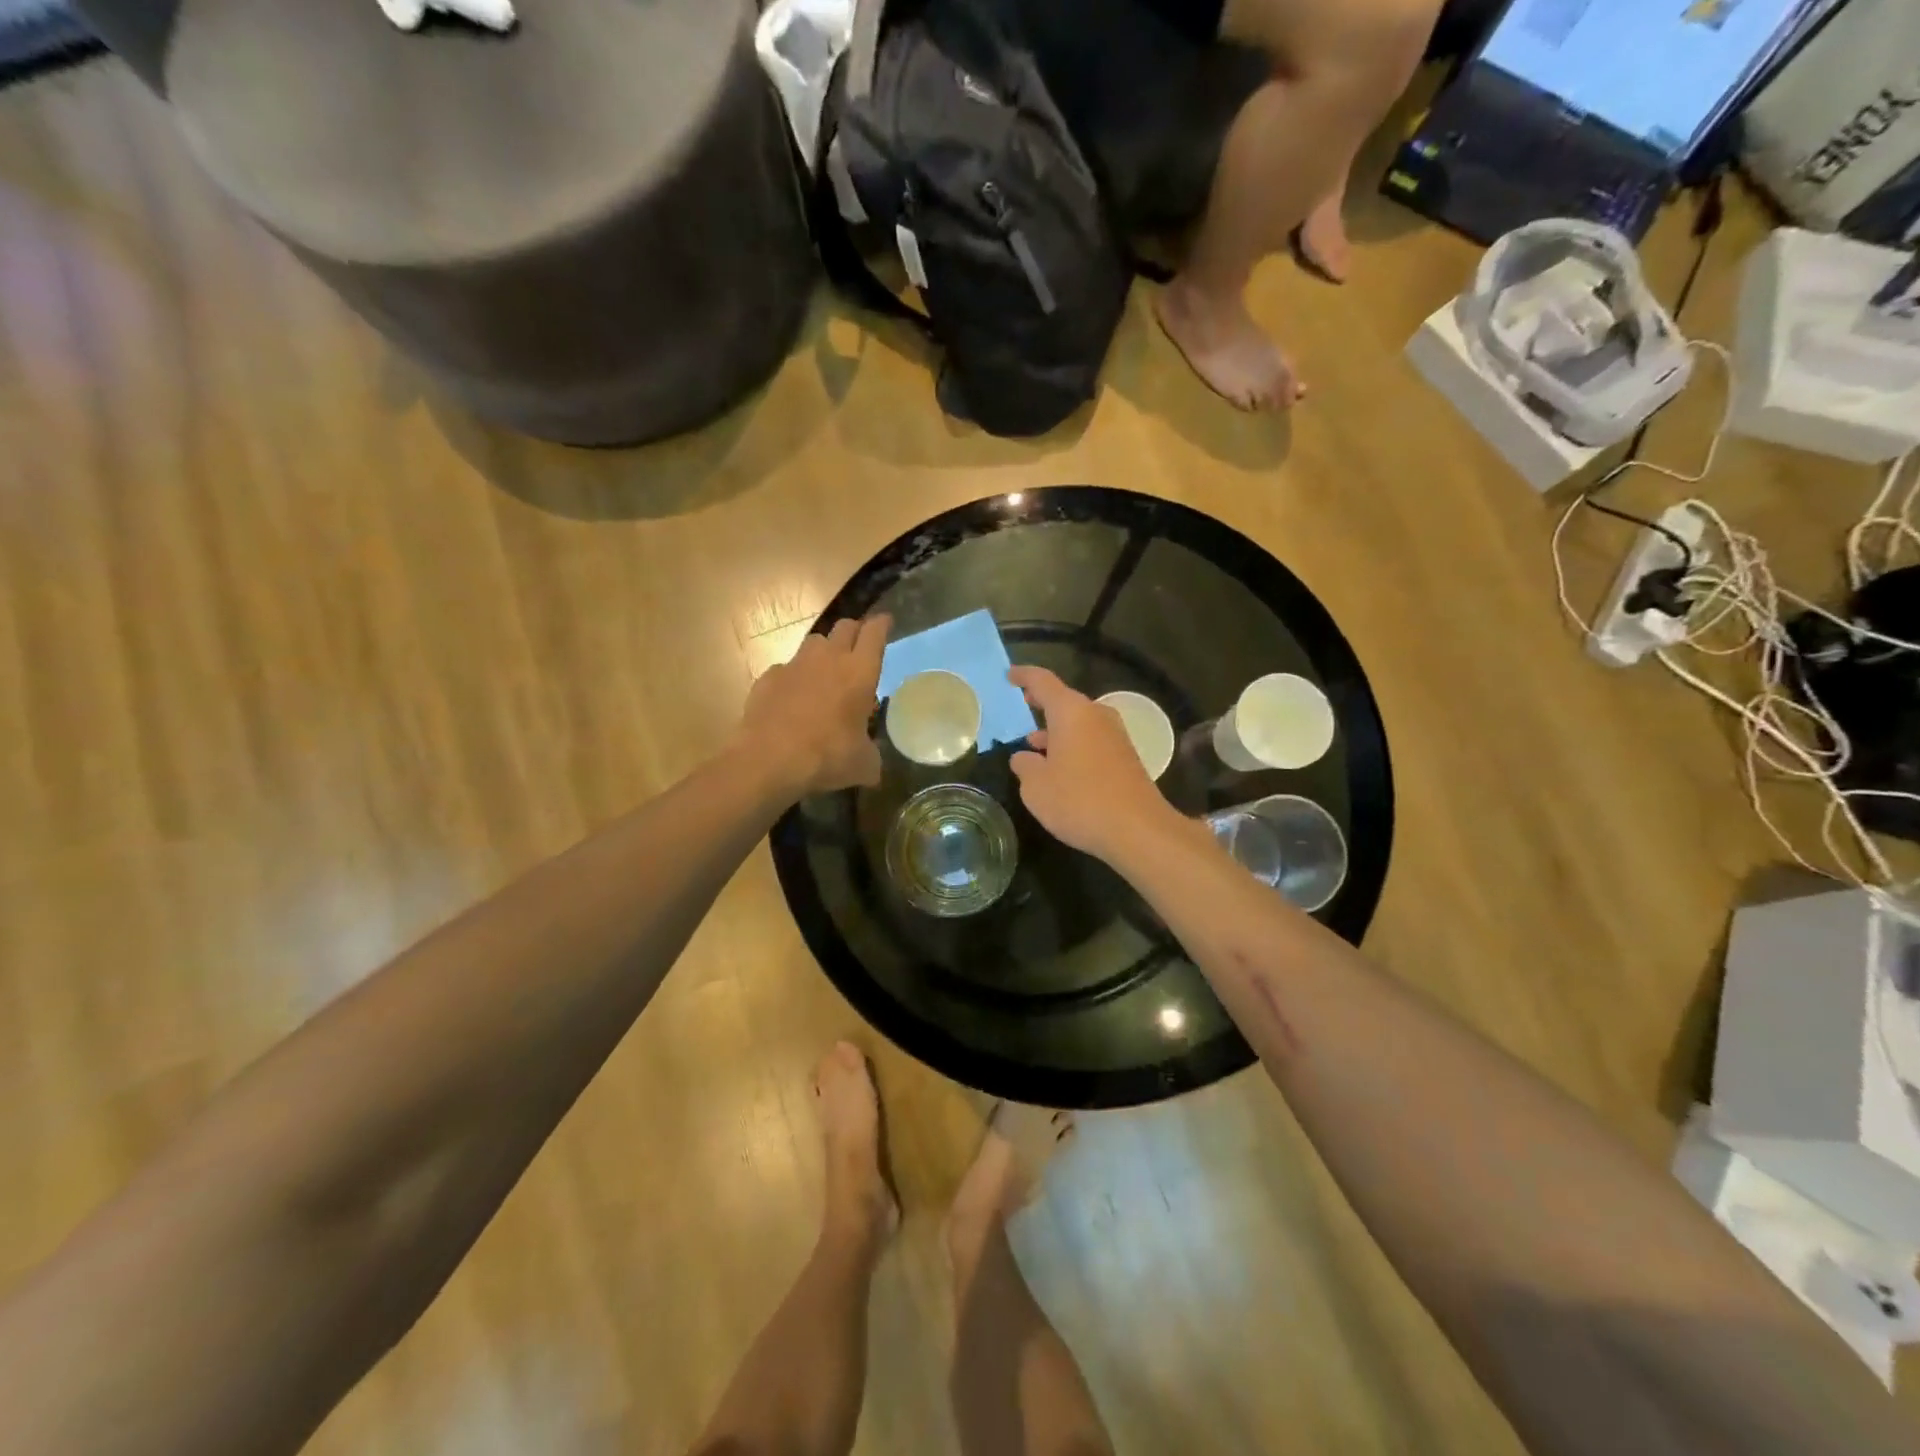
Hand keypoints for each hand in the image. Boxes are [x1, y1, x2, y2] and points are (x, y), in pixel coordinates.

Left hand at [739, 615, 890, 796]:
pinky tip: (793, 698)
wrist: (769, 760)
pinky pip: (786, 668)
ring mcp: (795, 665)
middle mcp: (829, 659)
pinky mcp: (768, 677)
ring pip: (815, 642)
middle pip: (845, 627)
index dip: (882, 624)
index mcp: (860, 672)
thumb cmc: (828, 757)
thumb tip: (871, 762)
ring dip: (824, 651)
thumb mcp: (863, 765)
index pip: (875, 633)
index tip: (885, 622)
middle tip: (858, 646)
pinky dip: (794, 678)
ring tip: (825, 671)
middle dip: (854, 631)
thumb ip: (871, 754)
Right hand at [1007, 666, 1186, 862]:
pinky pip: (1092, 740)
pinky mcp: (1126, 757)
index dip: (1024, 676)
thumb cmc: (1079, 801)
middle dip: (1041, 705)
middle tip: (1021, 707)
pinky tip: (1060, 768)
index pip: (1042, 681)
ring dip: (1056, 730)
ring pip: (1079, 722)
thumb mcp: (1036, 787)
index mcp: (1071, 712)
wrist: (1138, 829)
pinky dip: (1073, 745)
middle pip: (1064, 701)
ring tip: (1034, 745)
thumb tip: (1024, 757)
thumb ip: (1025, 766)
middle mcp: (1096, 715)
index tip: (1008, 676)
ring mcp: (1115, 735)